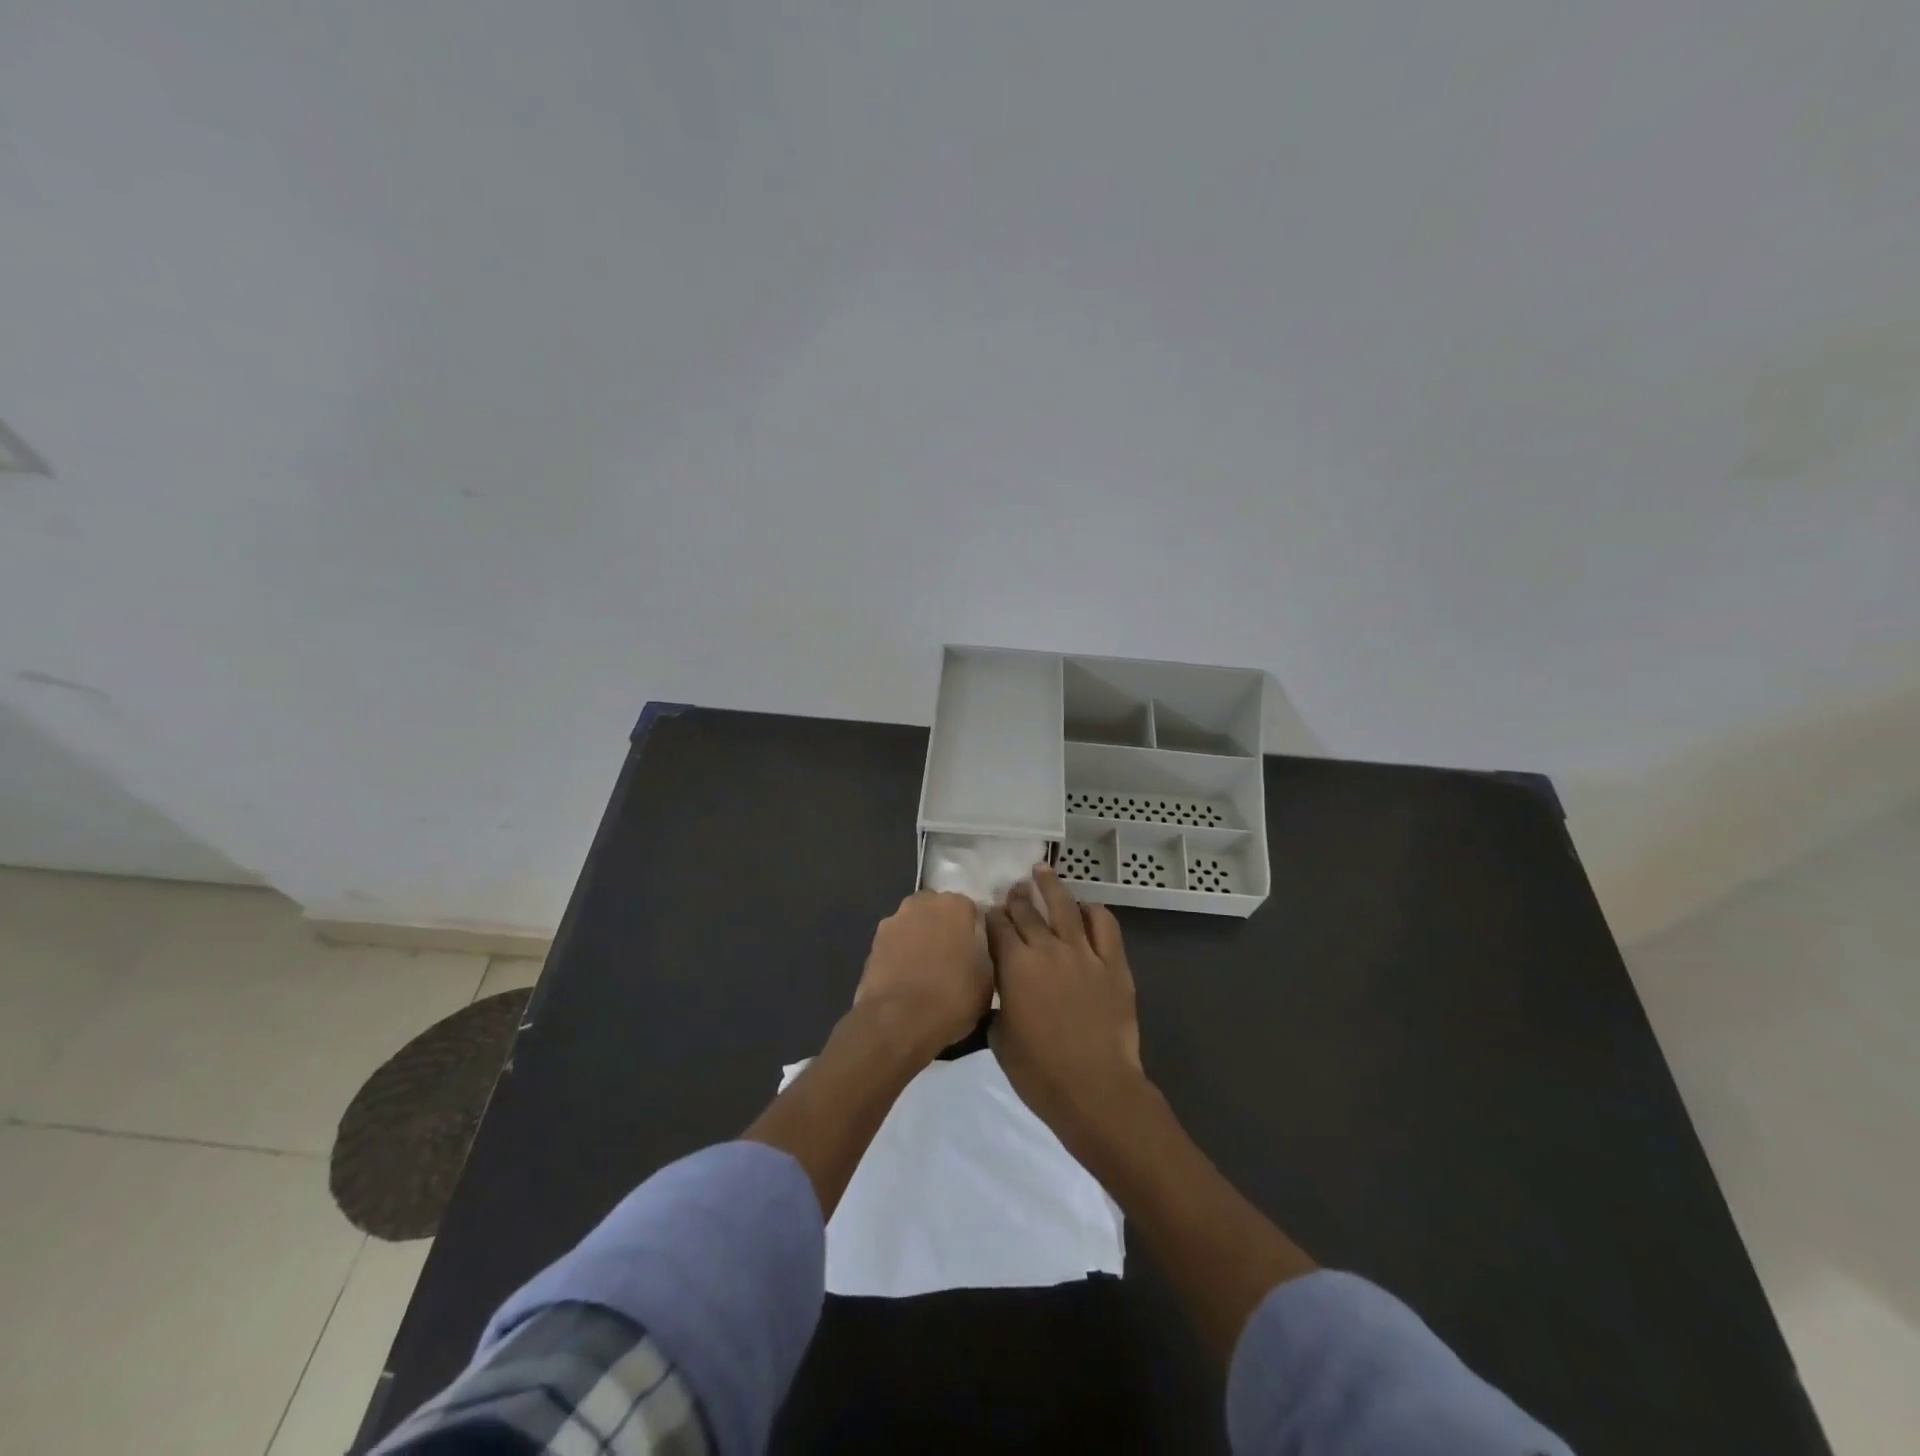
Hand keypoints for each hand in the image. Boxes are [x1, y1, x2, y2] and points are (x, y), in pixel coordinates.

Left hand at [853, 890, 991, 1058]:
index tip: (975, 951)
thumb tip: (974, 952)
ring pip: (913, 924)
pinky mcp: (873, 943)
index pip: (968, 908)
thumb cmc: (951, 997)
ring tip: (925, 972)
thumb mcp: (987, 981)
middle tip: (951, 958)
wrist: (897, 1022)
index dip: (972, 930)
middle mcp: (922, 904)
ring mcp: (893, 921)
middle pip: (937, 910)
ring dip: (919, 939)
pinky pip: (895, 943)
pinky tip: (905, 980)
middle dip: (943, 927)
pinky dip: (900, 955)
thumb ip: (983, 954)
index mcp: (954, 906)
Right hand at [986, 866, 1144, 1145]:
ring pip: (1065, 907)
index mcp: (1015, 967)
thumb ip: (998, 1007)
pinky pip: (1104, 926)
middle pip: (1028, 912)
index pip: (998, 928)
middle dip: (1017, 898)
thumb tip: (1003, 994)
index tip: (989, 912)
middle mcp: (1047, 949)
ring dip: (1051, 886)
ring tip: (1042, 871)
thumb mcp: (1000, 1040)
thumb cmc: (1040, 1073)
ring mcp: (1084, 953)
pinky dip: (1094, 911)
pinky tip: (1085, 907)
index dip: (991, 916)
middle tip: (1013, 889)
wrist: (1095, 1089)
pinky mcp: (1113, 964)